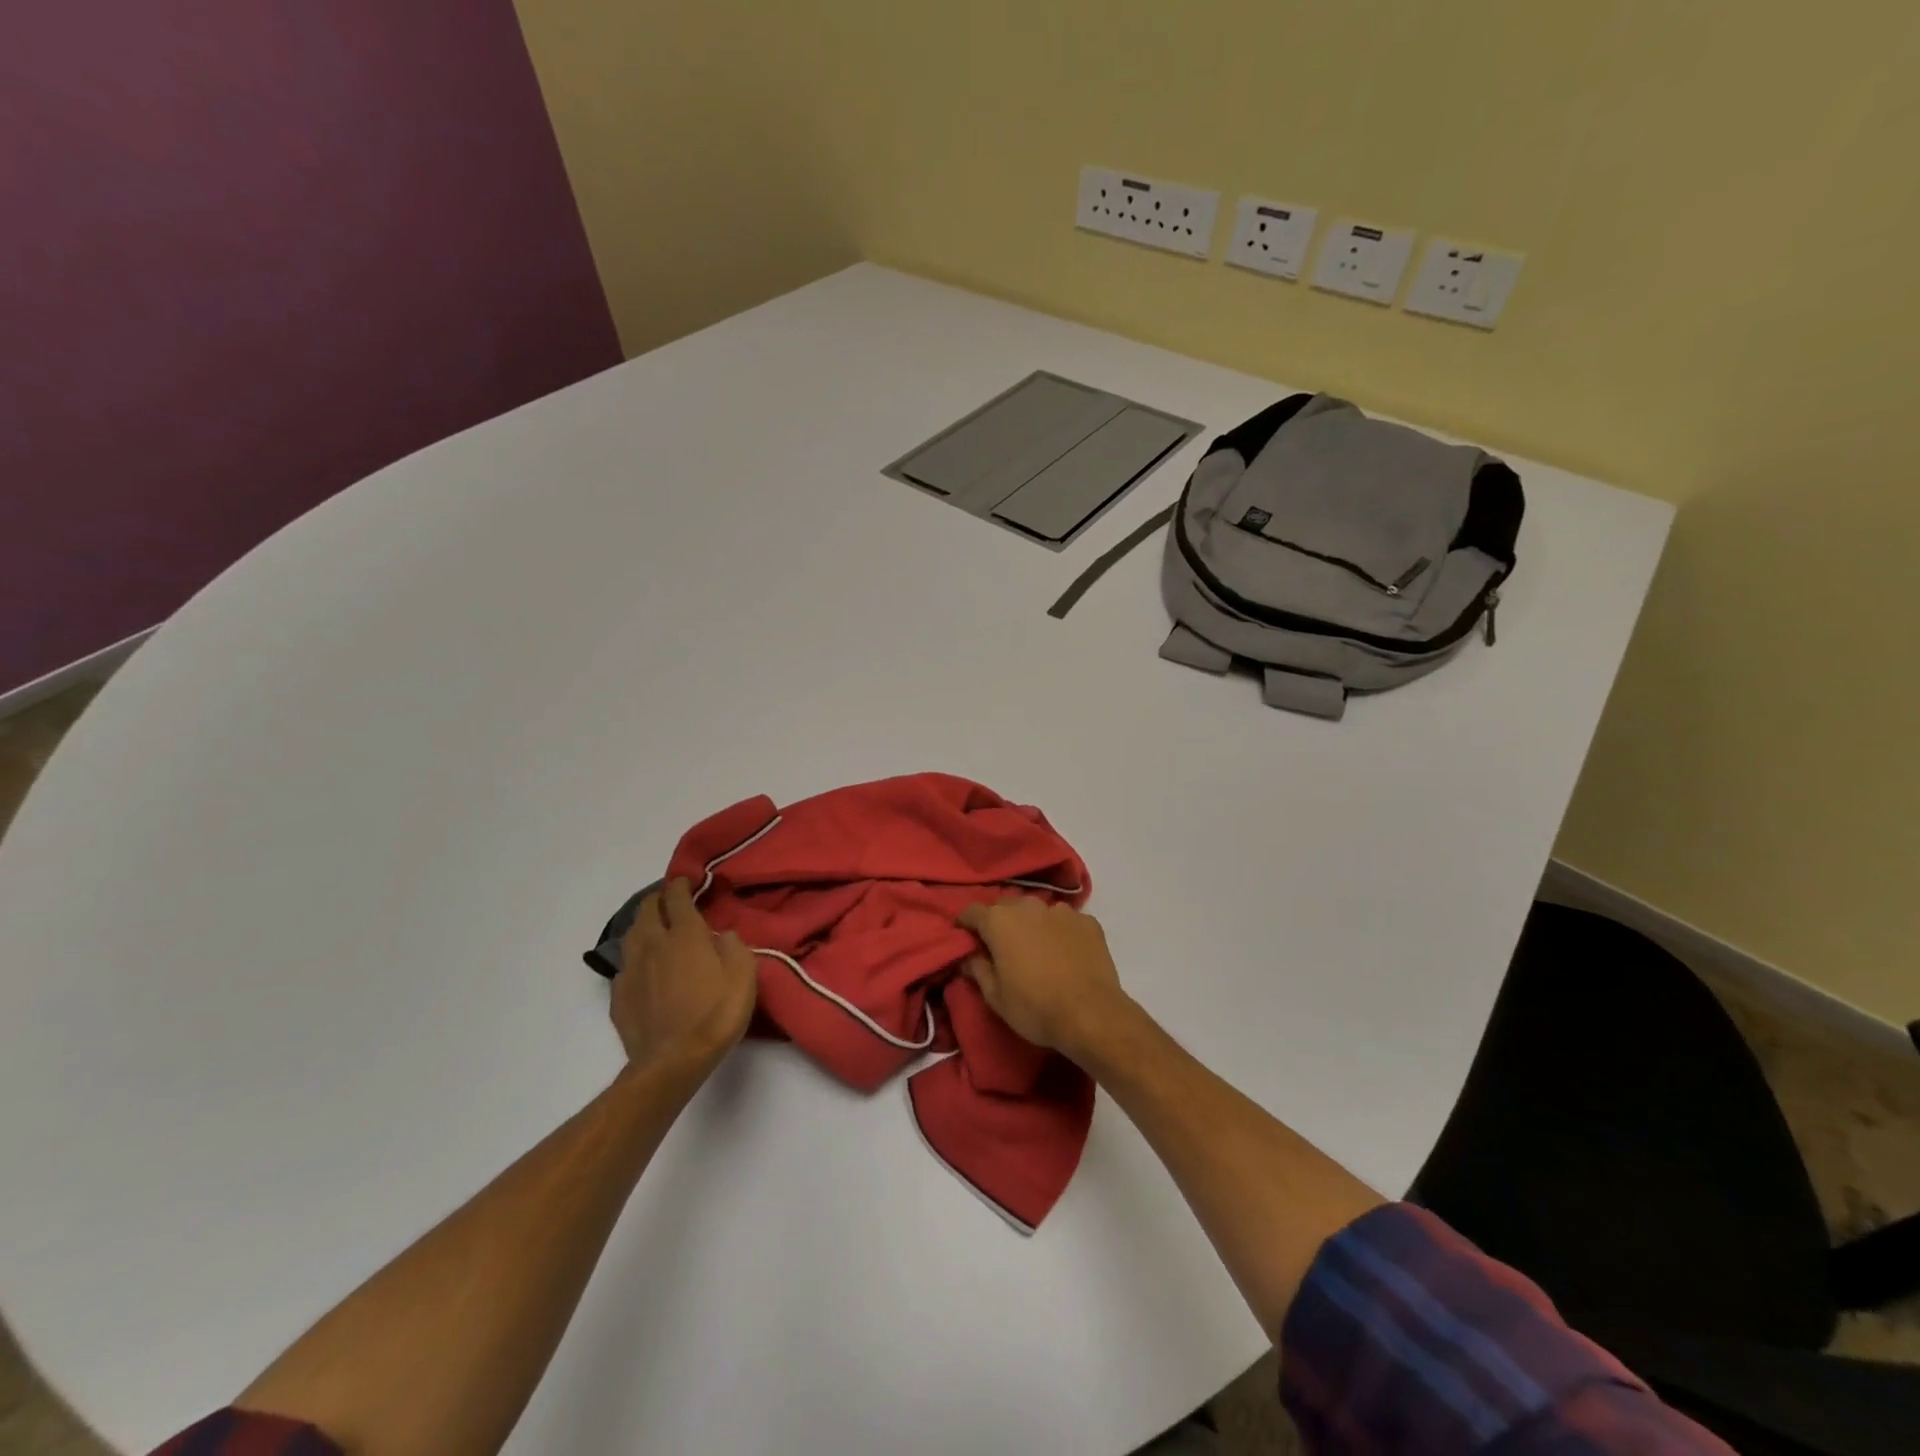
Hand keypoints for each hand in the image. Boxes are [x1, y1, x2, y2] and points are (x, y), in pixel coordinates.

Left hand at [612, 878, 757, 1074]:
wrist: (673, 1062)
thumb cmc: (716, 1015)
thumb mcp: (744, 976)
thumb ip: (734, 947)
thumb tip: (722, 935)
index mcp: (685, 936)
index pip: (677, 898)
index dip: (680, 885)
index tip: (685, 881)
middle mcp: (654, 945)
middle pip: (647, 911)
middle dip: (657, 900)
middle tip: (668, 900)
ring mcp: (632, 970)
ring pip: (631, 935)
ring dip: (642, 925)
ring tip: (652, 927)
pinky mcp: (619, 996)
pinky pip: (625, 967)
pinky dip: (634, 960)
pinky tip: (642, 969)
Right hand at [956, 897, 1133, 1064]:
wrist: (1092, 1015)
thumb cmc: (1035, 1008)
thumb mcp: (995, 997)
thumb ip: (978, 970)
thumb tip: (968, 957)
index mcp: (1000, 921)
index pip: (971, 912)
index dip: (965, 924)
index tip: (965, 939)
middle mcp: (1029, 906)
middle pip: (1005, 907)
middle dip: (999, 922)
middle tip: (1001, 947)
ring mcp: (1062, 911)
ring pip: (1037, 912)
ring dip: (1031, 925)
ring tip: (1037, 950)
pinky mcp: (1088, 921)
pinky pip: (1065, 921)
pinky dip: (1060, 932)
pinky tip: (1065, 954)